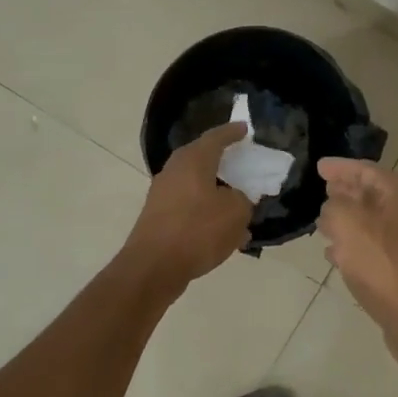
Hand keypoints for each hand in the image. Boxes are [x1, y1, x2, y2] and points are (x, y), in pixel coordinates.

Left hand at [125, 122, 253, 288]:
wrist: (153, 267)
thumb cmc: (197, 231)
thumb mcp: (235, 213)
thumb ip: (242, 199)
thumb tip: (236, 198)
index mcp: (193, 160)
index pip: (216, 137)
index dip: (232, 132)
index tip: (245, 129)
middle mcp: (174, 170)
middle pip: (202, 158)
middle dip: (222, 160)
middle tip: (241, 161)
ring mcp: (162, 194)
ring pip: (196, 185)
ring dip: (216, 192)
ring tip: (238, 205)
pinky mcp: (158, 216)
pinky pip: (189, 206)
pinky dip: (206, 212)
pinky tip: (223, 233)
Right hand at [317, 158, 397, 354]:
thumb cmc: (384, 266)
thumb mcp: (349, 226)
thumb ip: (336, 206)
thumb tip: (334, 205)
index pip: (367, 170)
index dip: (341, 167)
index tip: (318, 167)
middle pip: (374, 194)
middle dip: (346, 191)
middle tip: (323, 190)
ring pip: (375, 222)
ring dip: (350, 220)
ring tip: (324, 223)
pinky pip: (378, 247)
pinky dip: (357, 245)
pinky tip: (337, 256)